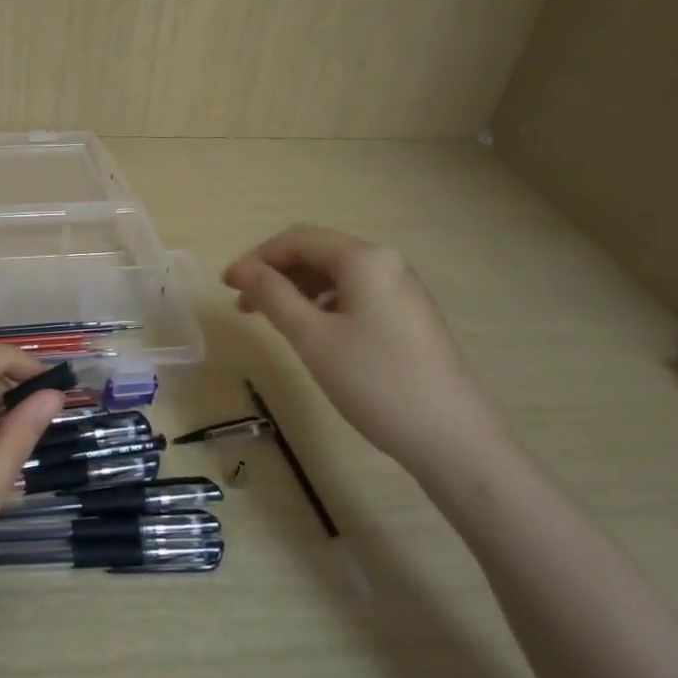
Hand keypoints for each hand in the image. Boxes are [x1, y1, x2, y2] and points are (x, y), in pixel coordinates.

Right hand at [223, 225, 507, 469]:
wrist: (452, 438)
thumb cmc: (374, 381)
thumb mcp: (312, 337)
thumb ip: (272, 296)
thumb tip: (242, 269)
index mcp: (364, 259)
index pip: (298, 240)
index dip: (256, 258)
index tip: (226, 285)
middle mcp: (386, 263)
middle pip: (318, 253)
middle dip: (275, 273)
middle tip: (242, 305)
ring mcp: (402, 290)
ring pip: (336, 276)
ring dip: (297, 290)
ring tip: (269, 320)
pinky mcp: (409, 317)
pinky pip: (355, 295)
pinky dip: (323, 305)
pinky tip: (311, 332)